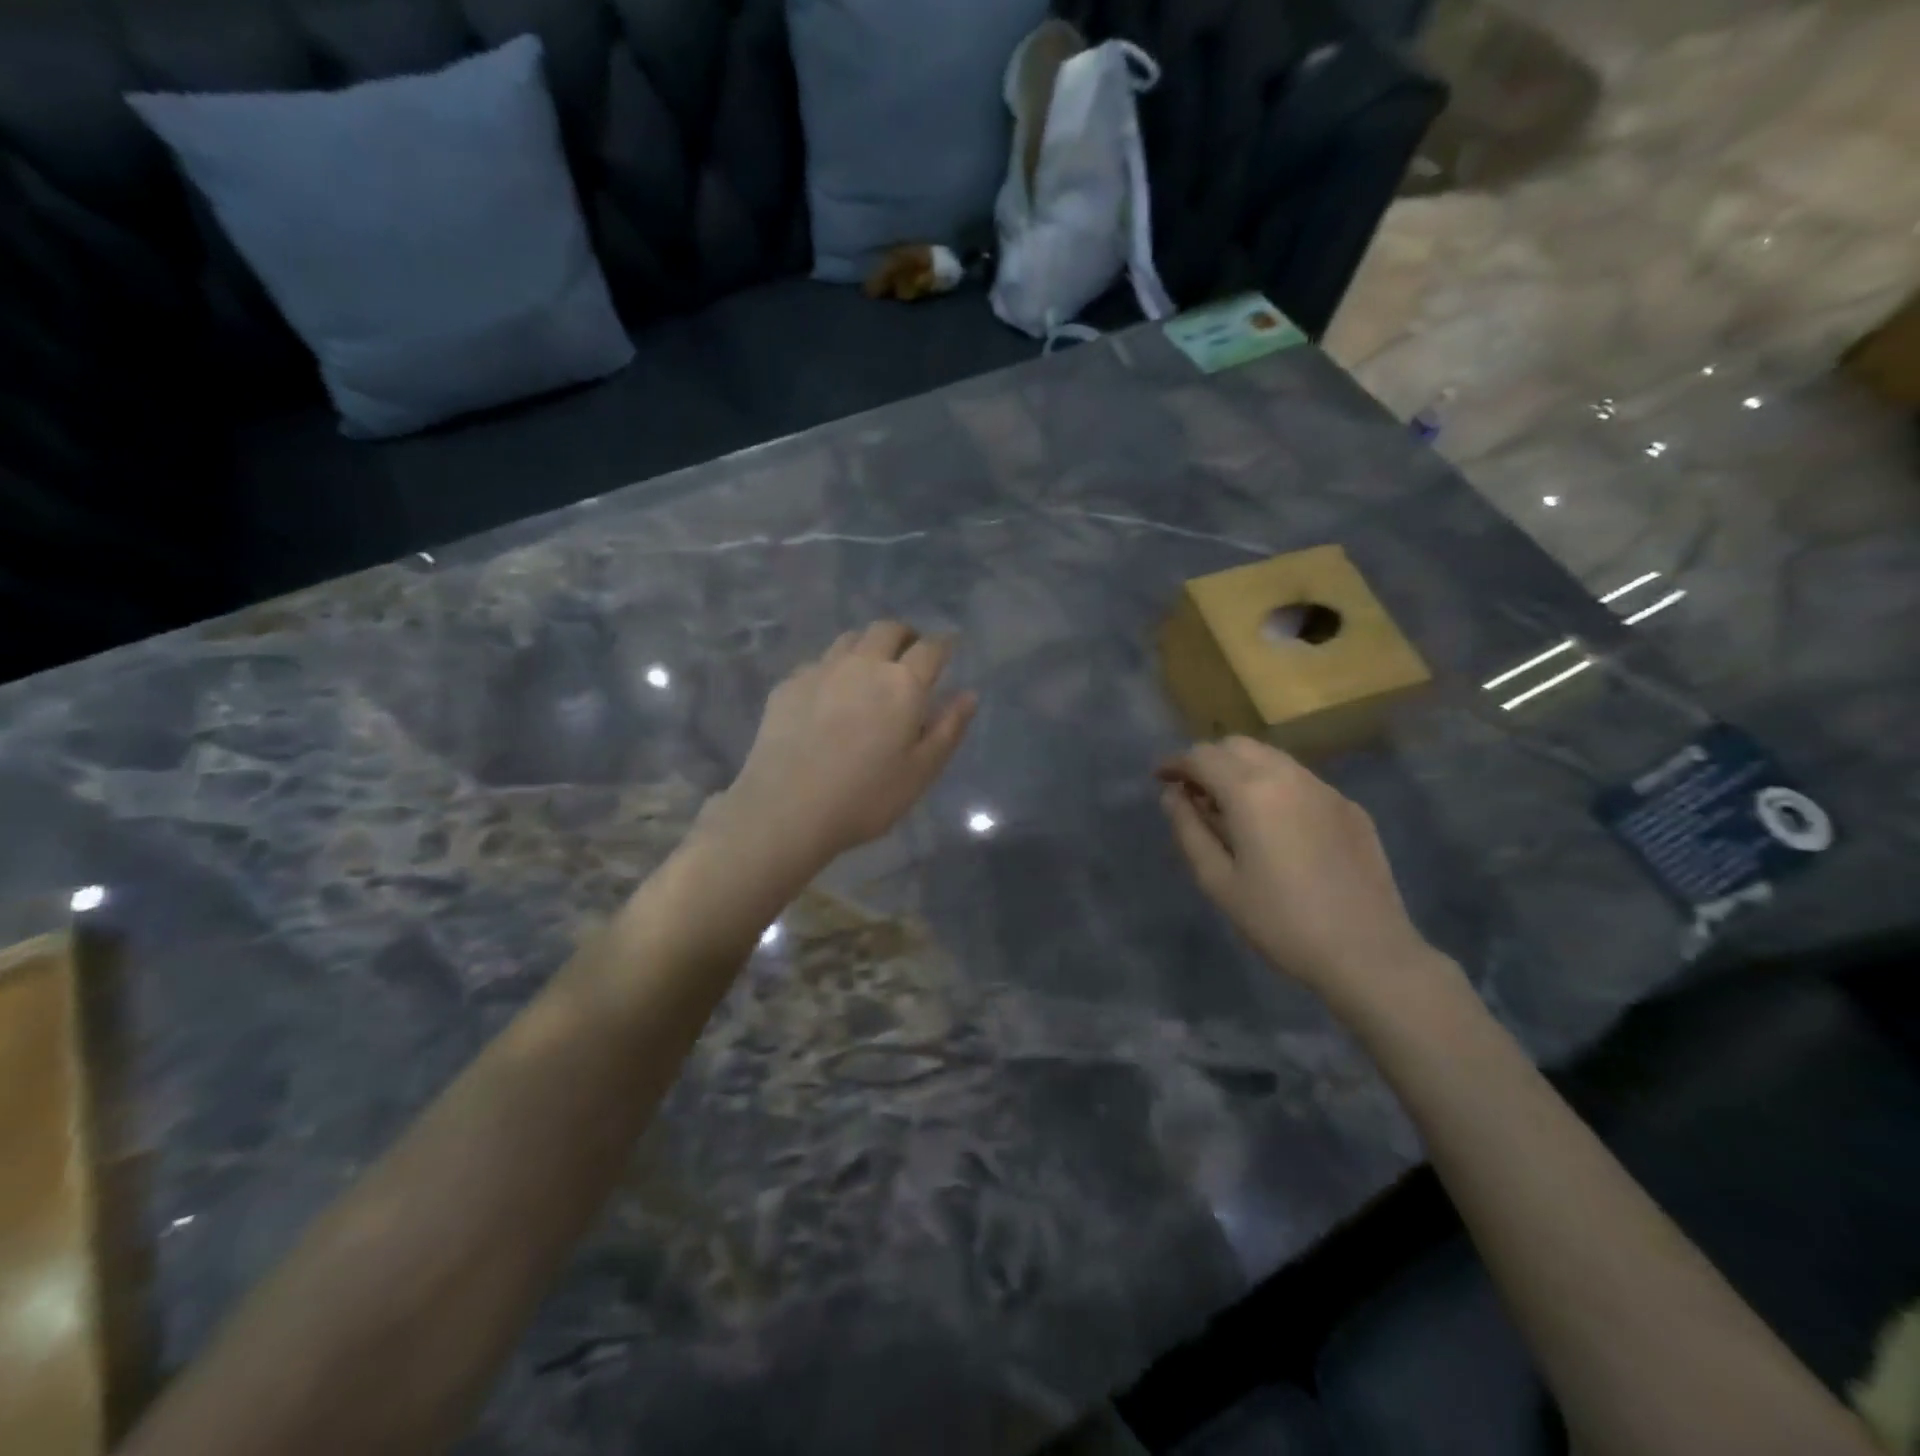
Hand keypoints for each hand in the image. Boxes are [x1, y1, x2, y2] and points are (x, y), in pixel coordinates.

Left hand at [709, 621, 976, 871]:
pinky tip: (830, 694)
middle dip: (905, 635)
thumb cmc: (866, 797)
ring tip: (870, 669)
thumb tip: (968, 695)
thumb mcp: (921, 771)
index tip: (948, 647)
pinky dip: (833, 669)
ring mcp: (821, 670)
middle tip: (910, 654)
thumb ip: (948, 729)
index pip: (931, 648)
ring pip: (850, 639)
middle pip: (887, 630)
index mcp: (903, 684)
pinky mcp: (788, 685)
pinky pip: (818, 662)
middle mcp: (863, 665)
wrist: (787, 809)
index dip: (944, 644)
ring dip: (868, 646)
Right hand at [1158, 736, 1451, 1005]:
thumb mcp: (1218, 881)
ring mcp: (1325, 789)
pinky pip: (1301, 781)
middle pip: (1238, 746)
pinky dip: (1274, 786)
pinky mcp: (1349, 808)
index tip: (1160, 778)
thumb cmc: (1279, 921)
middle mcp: (1288, 776)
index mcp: (1250, 791)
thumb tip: (1173, 796)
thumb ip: (1189, 830)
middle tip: (1193, 792)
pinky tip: (1274, 825)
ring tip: (1230, 807)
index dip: (1175, 763)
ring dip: (1242, 769)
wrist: (1366, 952)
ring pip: (1272, 759)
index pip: (1202, 757)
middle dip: (1209, 760)